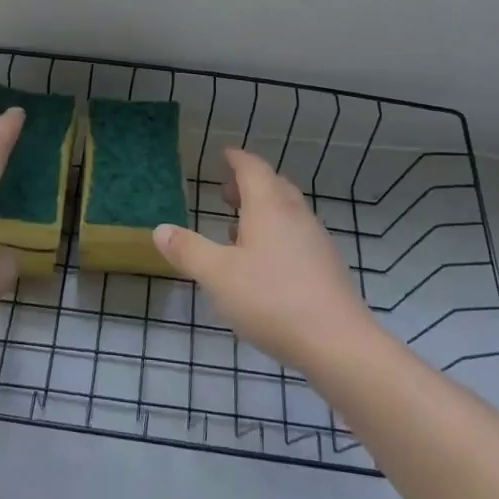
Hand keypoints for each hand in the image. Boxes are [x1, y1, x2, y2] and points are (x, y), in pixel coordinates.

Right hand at [153, 148, 374, 373]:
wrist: (338, 344)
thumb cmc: (271, 299)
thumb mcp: (217, 275)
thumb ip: (188, 250)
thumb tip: (161, 229)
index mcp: (269, 207)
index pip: (253, 169)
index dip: (237, 159)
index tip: (225, 154)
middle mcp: (296, 216)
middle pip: (274, 187)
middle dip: (249, 184)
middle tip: (225, 193)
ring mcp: (316, 242)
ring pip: (288, 213)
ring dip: (264, 211)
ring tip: (238, 229)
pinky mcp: (327, 269)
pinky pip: (298, 237)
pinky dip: (277, 235)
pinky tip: (264, 265)